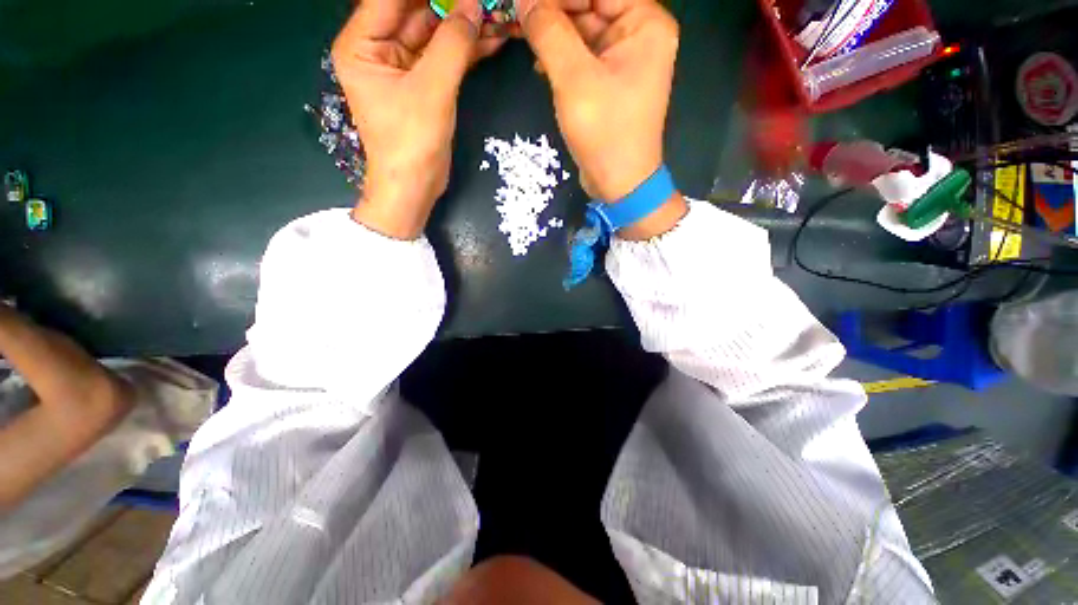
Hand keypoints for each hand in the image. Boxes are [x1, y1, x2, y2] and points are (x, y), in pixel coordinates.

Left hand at [332, 0, 505, 238]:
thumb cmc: (411, 142)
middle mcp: (379, 50)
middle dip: (453, 6)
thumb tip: (475, 7)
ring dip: (466, 28)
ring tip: (497, 16)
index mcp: (362, 44)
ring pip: (436, 36)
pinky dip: (467, 51)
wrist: (415, 188)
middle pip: (417, 13)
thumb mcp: (431, 90)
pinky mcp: (423, 86)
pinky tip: (492, 40)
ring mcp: (403, 68)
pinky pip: (445, 59)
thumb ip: (453, 45)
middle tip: (486, 2)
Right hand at [517, 0, 676, 198]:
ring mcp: (624, 59)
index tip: (523, 1)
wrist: (619, 183)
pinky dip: (560, 56)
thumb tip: (524, 0)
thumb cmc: (604, 132)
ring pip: (583, 30)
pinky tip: (539, 63)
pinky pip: (582, 55)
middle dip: (552, 11)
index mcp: (645, 23)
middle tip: (516, 14)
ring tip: (521, 35)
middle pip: (590, 5)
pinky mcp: (610, 81)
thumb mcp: (574, 80)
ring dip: (552, 33)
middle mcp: (639, 34)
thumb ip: (549, 32)